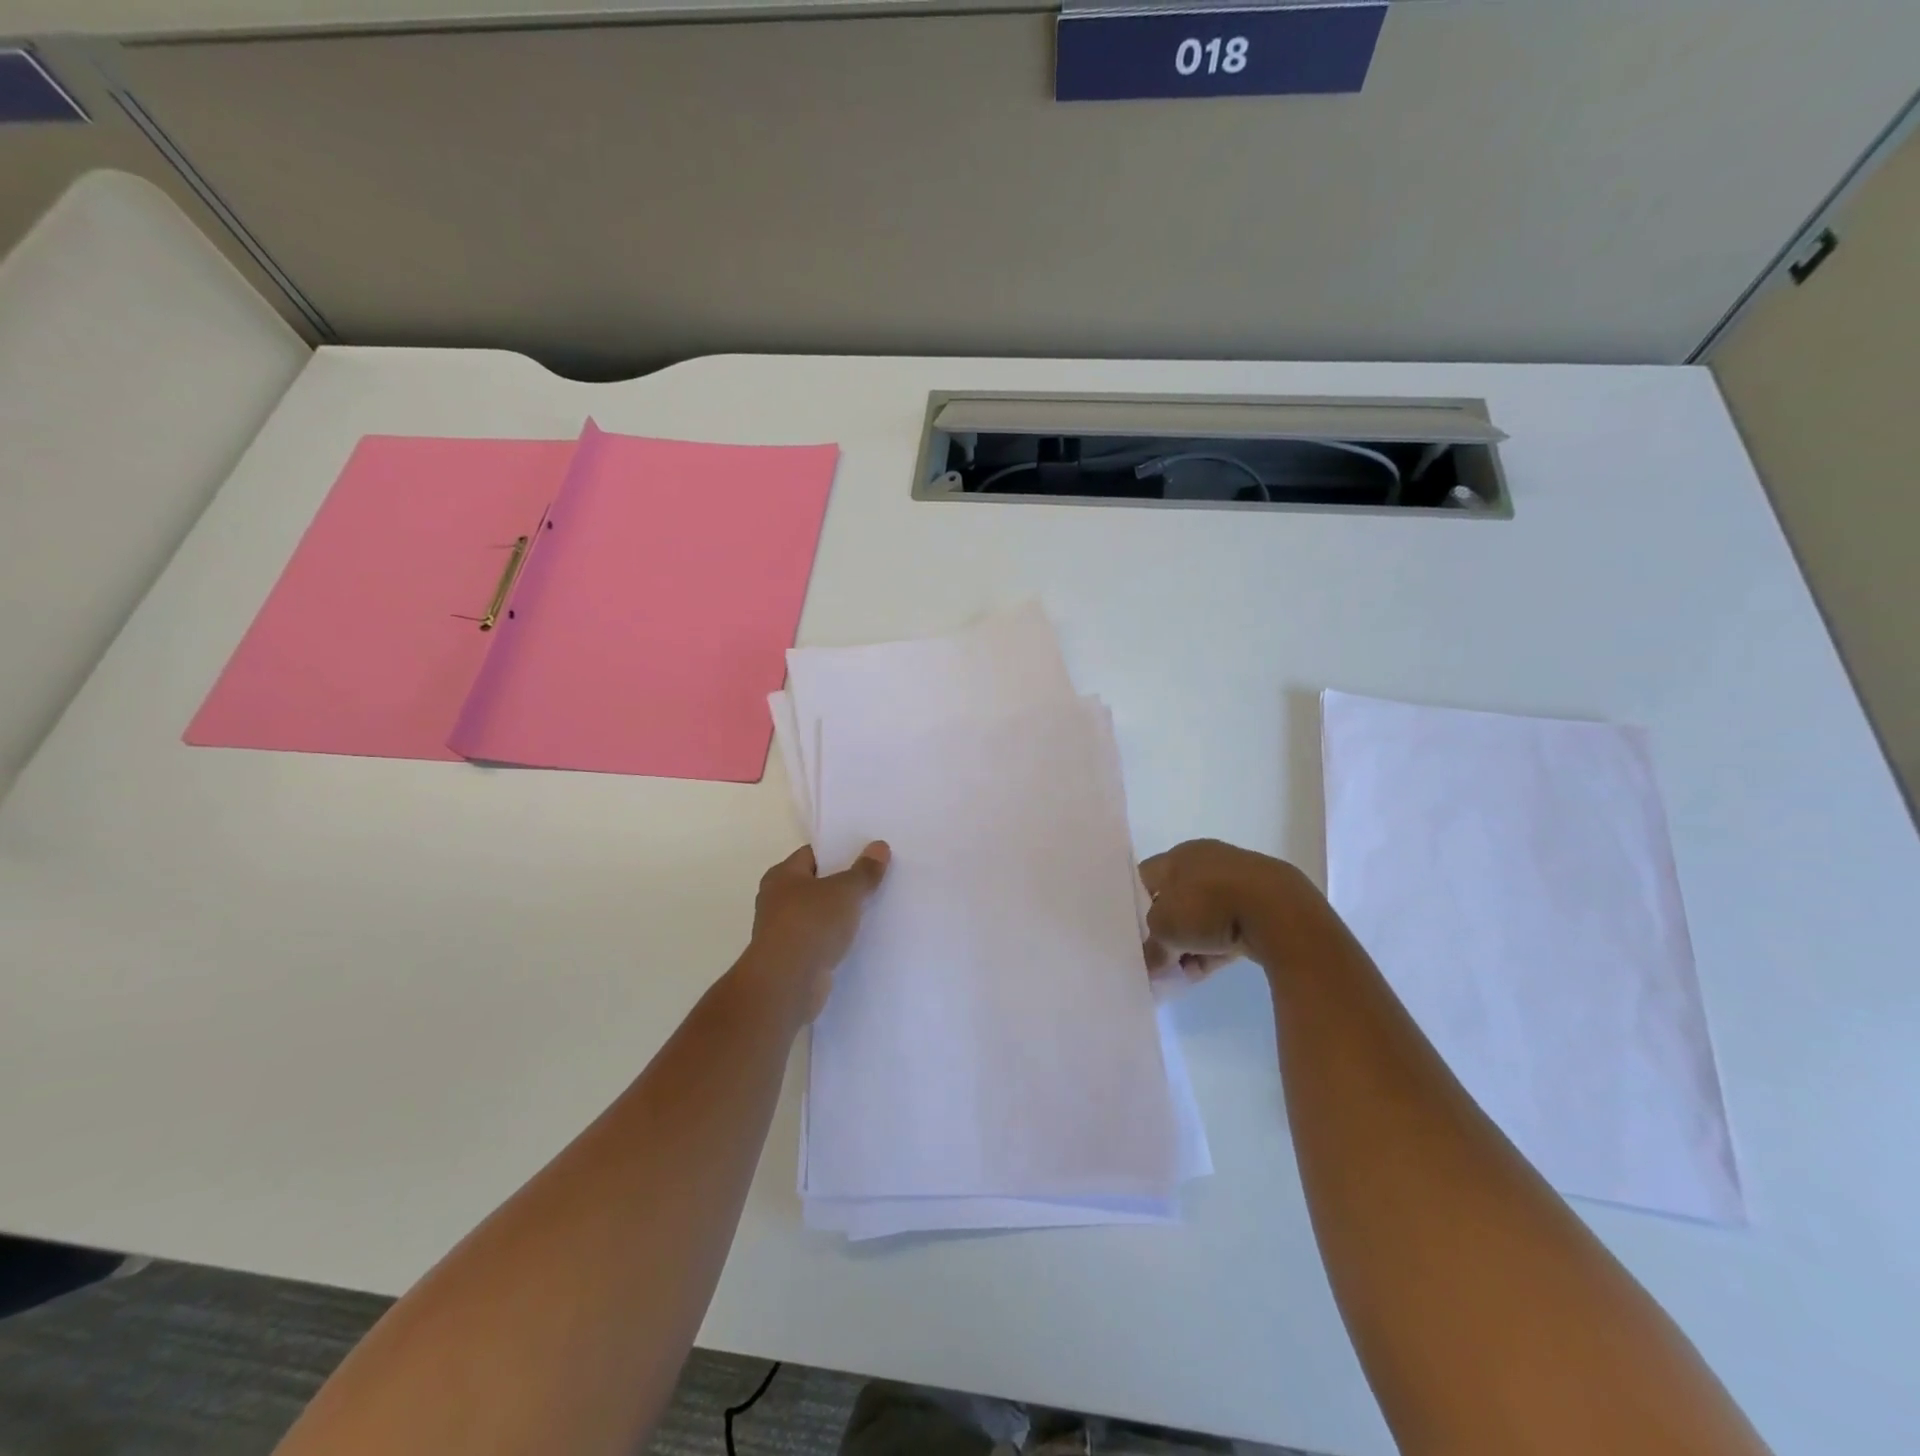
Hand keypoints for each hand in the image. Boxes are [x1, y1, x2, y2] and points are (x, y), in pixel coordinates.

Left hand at [747, 842, 890, 1022]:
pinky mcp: (793, 959)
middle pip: (817, 884)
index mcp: (782, 875)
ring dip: (841, 914)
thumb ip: (864, 870)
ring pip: (820, 914)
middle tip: (877, 879)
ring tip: (876, 908)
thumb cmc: (811, 924)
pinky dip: (837, 939)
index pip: (813, 854)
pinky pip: (821, 940)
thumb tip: (879, 846)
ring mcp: (784, 931)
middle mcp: (777, 900)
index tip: (868, 854)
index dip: (840, 851)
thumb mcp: (845, 891)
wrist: (787, 984)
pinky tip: (861, 939)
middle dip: (844, 883)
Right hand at [1140, 839, 1307, 982]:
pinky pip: (1231, 926)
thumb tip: (1150, 964)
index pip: (1147, 877)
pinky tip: (1209, 970)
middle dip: (1169, 932)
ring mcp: (1238, 880)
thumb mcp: (1165, 930)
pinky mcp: (1264, 903)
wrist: (1277, 911)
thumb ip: (1152, 946)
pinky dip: (1219, 946)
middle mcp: (1206, 861)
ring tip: (1188, 972)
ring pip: (1205, 916)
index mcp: (1178, 855)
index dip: (1138, 905)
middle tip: (1163, 959)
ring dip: (1193, 944)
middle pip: (1177, 900)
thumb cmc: (1208, 907)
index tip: (1138, 934)